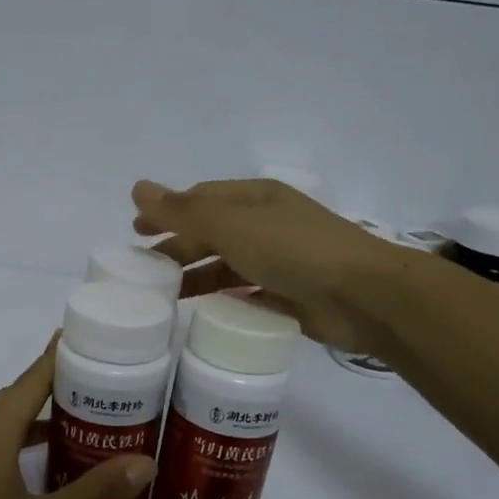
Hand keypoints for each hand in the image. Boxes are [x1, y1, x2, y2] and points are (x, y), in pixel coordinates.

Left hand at [0, 340, 156, 498]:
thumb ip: (96, 492)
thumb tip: (144, 462)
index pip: (30, 381)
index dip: (56, 358)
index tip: (77, 339)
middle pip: (9, 401)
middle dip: (46, 394)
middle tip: (85, 398)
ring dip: (23, 426)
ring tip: (59, 438)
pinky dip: (1, 449)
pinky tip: (16, 480)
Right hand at [132, 178, 404, 351]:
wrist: (362, 295)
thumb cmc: (293, 249)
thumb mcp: (230, 224)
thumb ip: (182, 211)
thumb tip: (137, 188)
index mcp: (255, 198)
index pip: (202, 199)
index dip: (167, 211)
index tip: (136, 232)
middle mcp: (267, 225)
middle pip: (212, 232)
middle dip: (178, 246)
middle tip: (145, 269)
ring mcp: (280, 261)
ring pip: (227, 265)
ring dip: (198, 275)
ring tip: (167, 295)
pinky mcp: (289, 296)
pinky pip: (247, 294)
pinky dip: (225, 299)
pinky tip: (205, 311)